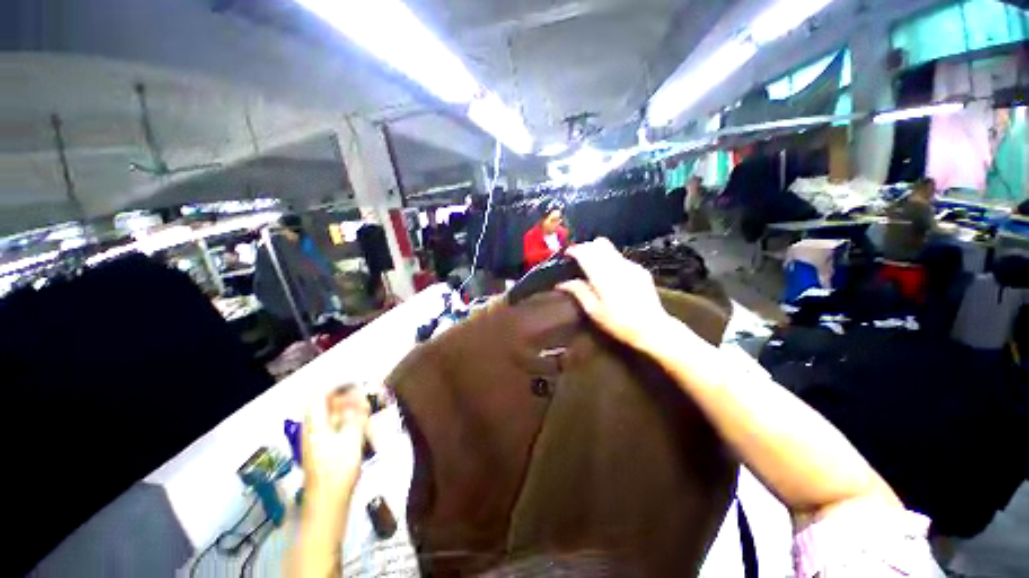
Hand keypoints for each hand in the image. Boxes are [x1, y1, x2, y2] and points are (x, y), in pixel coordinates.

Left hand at [302, 385, 369, 503]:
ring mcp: (314, 441)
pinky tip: (358, 427)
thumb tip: (357, 393)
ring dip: (346, 410)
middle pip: (324, 405)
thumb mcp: (352, 437)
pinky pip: (331, 427)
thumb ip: (355, 413)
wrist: (328, 503)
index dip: (336, 384)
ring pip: (329, 417)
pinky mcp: (320, 450)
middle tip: (364, 397)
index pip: (320, 395)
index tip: (355, 381)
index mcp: (315, 425)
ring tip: (364, 410)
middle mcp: (311, 430)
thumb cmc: (339, 469)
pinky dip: (344, 422)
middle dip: (344, 397)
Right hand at [558, 238, 675, 352]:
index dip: (574, 250)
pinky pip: (621, 258)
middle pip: (599, 243)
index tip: (567, 255)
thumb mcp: (594, 311)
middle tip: (578, 259)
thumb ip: (578, 292)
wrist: (652, 328)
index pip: (585, 252)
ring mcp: (631, 266)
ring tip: (592, 267)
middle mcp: (617, 265)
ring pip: (611, 248)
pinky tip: (610, 276)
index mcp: (603, 276)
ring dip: (598, 253)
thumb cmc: (618, 323)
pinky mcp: (640, 270)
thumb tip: (562, 283)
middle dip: (586, 247)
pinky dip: (610, 260)